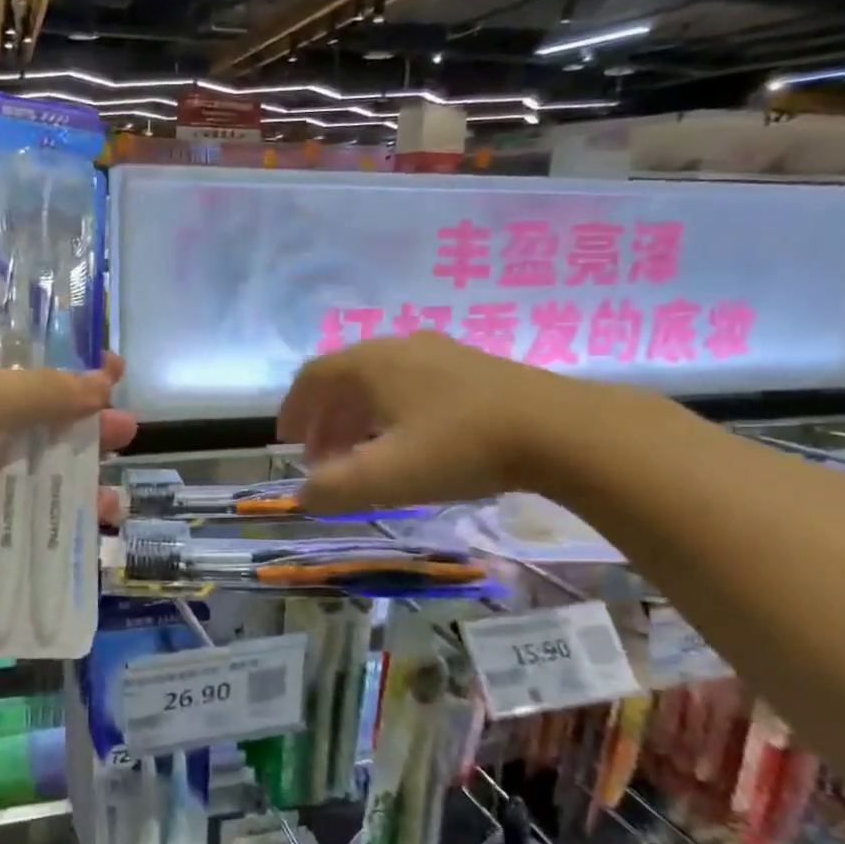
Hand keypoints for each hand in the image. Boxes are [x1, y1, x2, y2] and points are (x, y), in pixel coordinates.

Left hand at [0, 282, 135, 604]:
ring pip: (33, 432)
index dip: (22, 302)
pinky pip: (28, 487)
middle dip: (72, 379)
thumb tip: (103, 385)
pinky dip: (66, 495)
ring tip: (124, 438)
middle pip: (22, 373)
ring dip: (80, 436)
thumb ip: (41, 389)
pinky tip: (106, 506)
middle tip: (115, 381)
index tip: (71, 309)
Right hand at [277, 331, 593, 513]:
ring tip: (360, 454)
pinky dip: (391, 411)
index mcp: (370, 364)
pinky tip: (408, 440)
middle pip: (344, 378)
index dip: (293, 409)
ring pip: (380, 382)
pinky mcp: (472, 367)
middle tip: (321, 458)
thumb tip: (304, 495)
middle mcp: (399, 348)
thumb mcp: (388, 477)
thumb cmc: (460, 447)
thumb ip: (334, 490)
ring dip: (358, 417)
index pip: (312, 378)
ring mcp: (439, 353)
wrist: (559, 429)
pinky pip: (412, 384)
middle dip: (325, 419)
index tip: (285, 441)